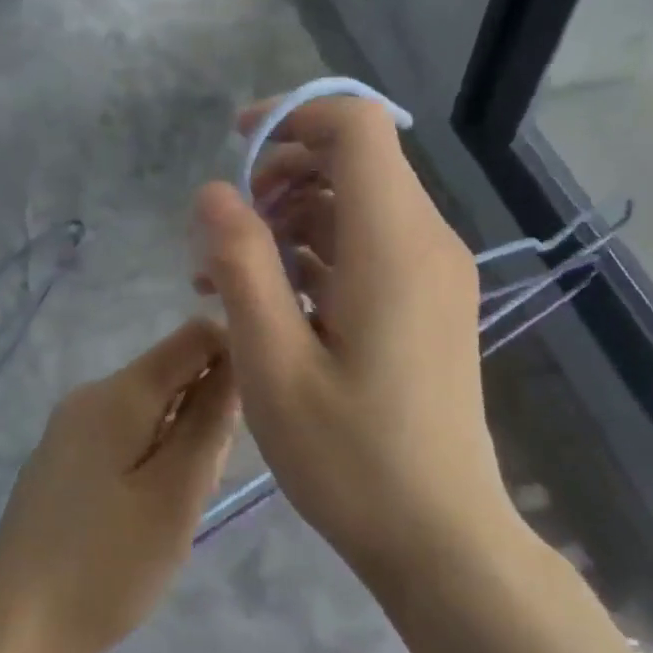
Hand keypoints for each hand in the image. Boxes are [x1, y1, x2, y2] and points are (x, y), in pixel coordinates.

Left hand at [0, 319, 238, 652]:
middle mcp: (90, 395)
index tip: (250, 417)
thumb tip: (236, 361)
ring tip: (173, 508)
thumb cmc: (107, 564)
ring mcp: (70, 428)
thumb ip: (210, 422)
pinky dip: (151, 460)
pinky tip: (145, 513)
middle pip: (173, 374)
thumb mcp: (176, 494)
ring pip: (152, 409)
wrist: (14, 632)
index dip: (234, 359)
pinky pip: (125, 436)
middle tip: (201, 486)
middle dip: (205, 415)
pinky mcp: (63, 460)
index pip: (194, 337)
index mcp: (118, 392)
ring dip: (180, 444)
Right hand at [191, 96, 515, 583]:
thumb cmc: (350, 458)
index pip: (356, 125)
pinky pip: (370, 247)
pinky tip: (272, 301)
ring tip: (228, 276)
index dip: (291, 116)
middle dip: (280, 173)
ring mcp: (434, 274)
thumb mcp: (273, 363)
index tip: (235, 152)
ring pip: (358, 204)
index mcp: (393, 243)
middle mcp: (426, 242)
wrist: (440, 536)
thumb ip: (240, 266)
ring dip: (291, 218)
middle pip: (355, 159)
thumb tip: (212, 193)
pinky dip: (318, 253)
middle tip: (224, 231)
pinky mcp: (429, 303)